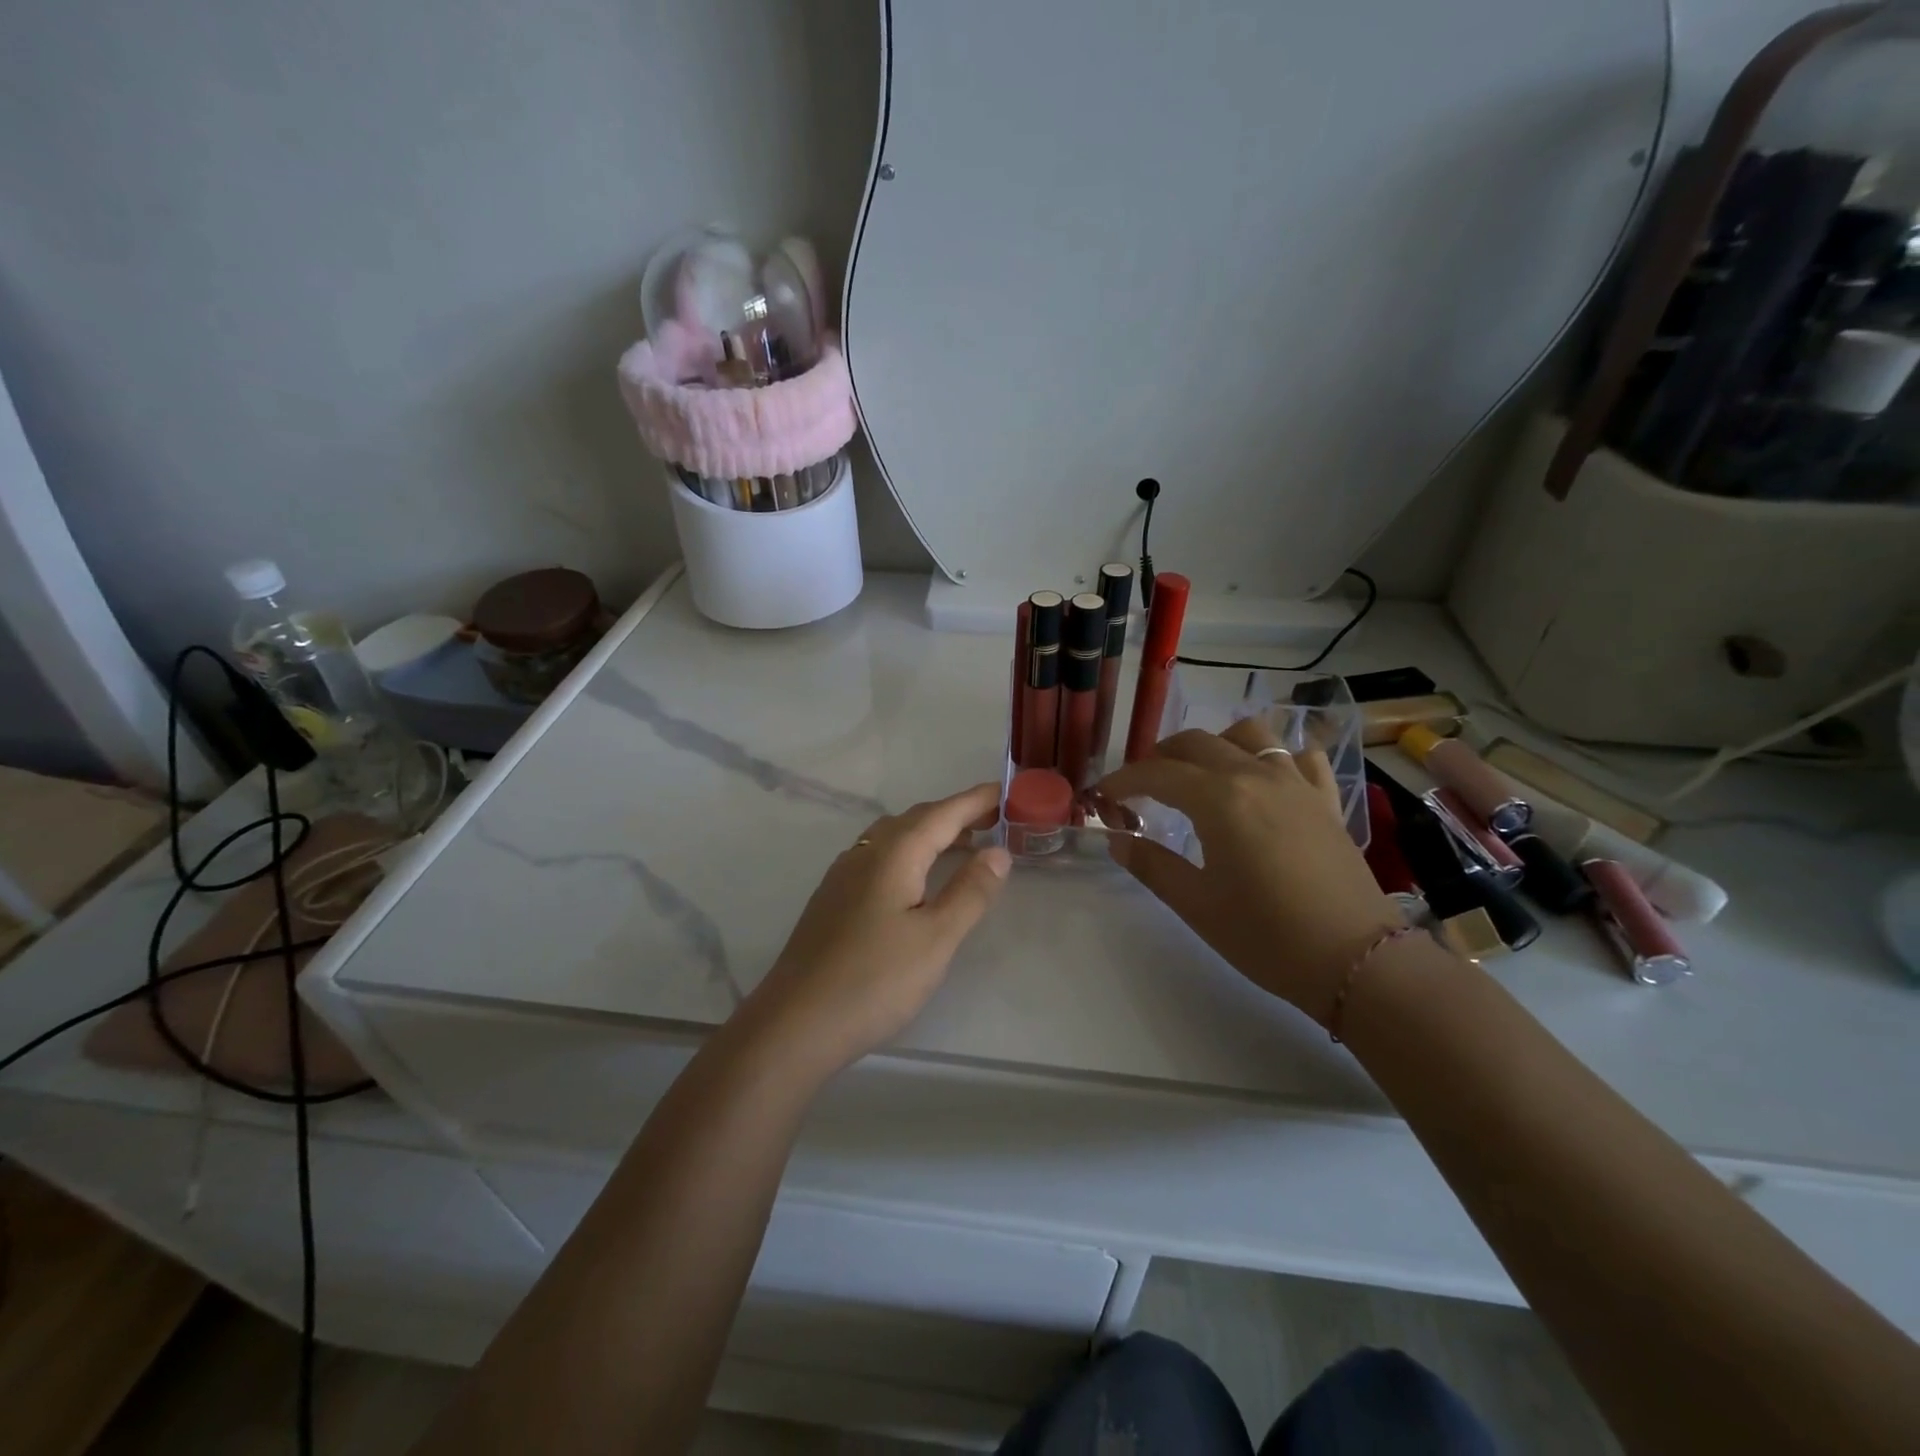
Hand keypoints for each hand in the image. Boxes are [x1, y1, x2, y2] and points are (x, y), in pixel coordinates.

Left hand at [741, 783, 1010, 1078]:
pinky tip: (916, 878)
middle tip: (995, 820)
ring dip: (931, 833)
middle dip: (956, 814)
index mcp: (894, 854)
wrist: (795, 1023)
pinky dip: (909, 853)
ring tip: (964, 845)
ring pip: (893, 837)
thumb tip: (998, 851)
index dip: (977, 800)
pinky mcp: (832, 898)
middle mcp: (865, 853)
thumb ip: (970, 891)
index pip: (943, 813)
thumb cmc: (875, 980)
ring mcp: (843, 875)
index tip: (1008, 790)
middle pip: (916, 819)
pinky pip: (878, 856)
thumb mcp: (936, 938)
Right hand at [1097, 720, 1402, 1026]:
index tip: (1102, 796)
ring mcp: (1296, 783)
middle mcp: (1256, 776)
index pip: (1157, 773)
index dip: (1123, 780)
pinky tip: (1266, 781)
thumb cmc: (1266, 936)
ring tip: (1201, 772)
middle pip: (1197, 742)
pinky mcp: (1326, 800)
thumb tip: (1117, 840)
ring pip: (1250, 734)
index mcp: (1219, 800)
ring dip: (1216, 743)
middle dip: (1160, 757)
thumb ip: (1151, 865)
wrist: (1356, 960)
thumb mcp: (1197, 905)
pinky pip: (1300, 757)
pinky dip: (1276, 757)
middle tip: (1142, 786)